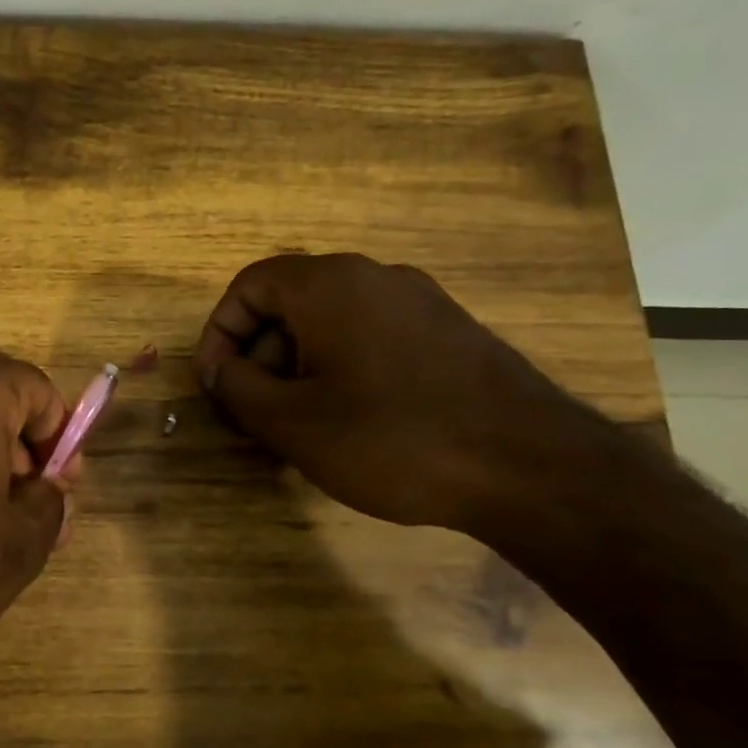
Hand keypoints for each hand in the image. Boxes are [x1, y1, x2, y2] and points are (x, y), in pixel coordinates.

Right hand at [193, 253, 588, 532]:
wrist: (533, 469)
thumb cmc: (392, 438)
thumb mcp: (291, 421)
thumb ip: (236, 388)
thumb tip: (219, 369)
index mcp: (330, 285)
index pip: (249, 286)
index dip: (218, 334)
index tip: (214, 385)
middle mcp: (375, 278)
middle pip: (289, 303)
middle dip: (256, 356)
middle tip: (252, 413)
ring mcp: (419, 304)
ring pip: (329, 324)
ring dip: (295, 368)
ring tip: (295, 427)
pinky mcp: (448, 334)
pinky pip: (369, 339)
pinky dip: (338, 371)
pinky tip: (346, 423)